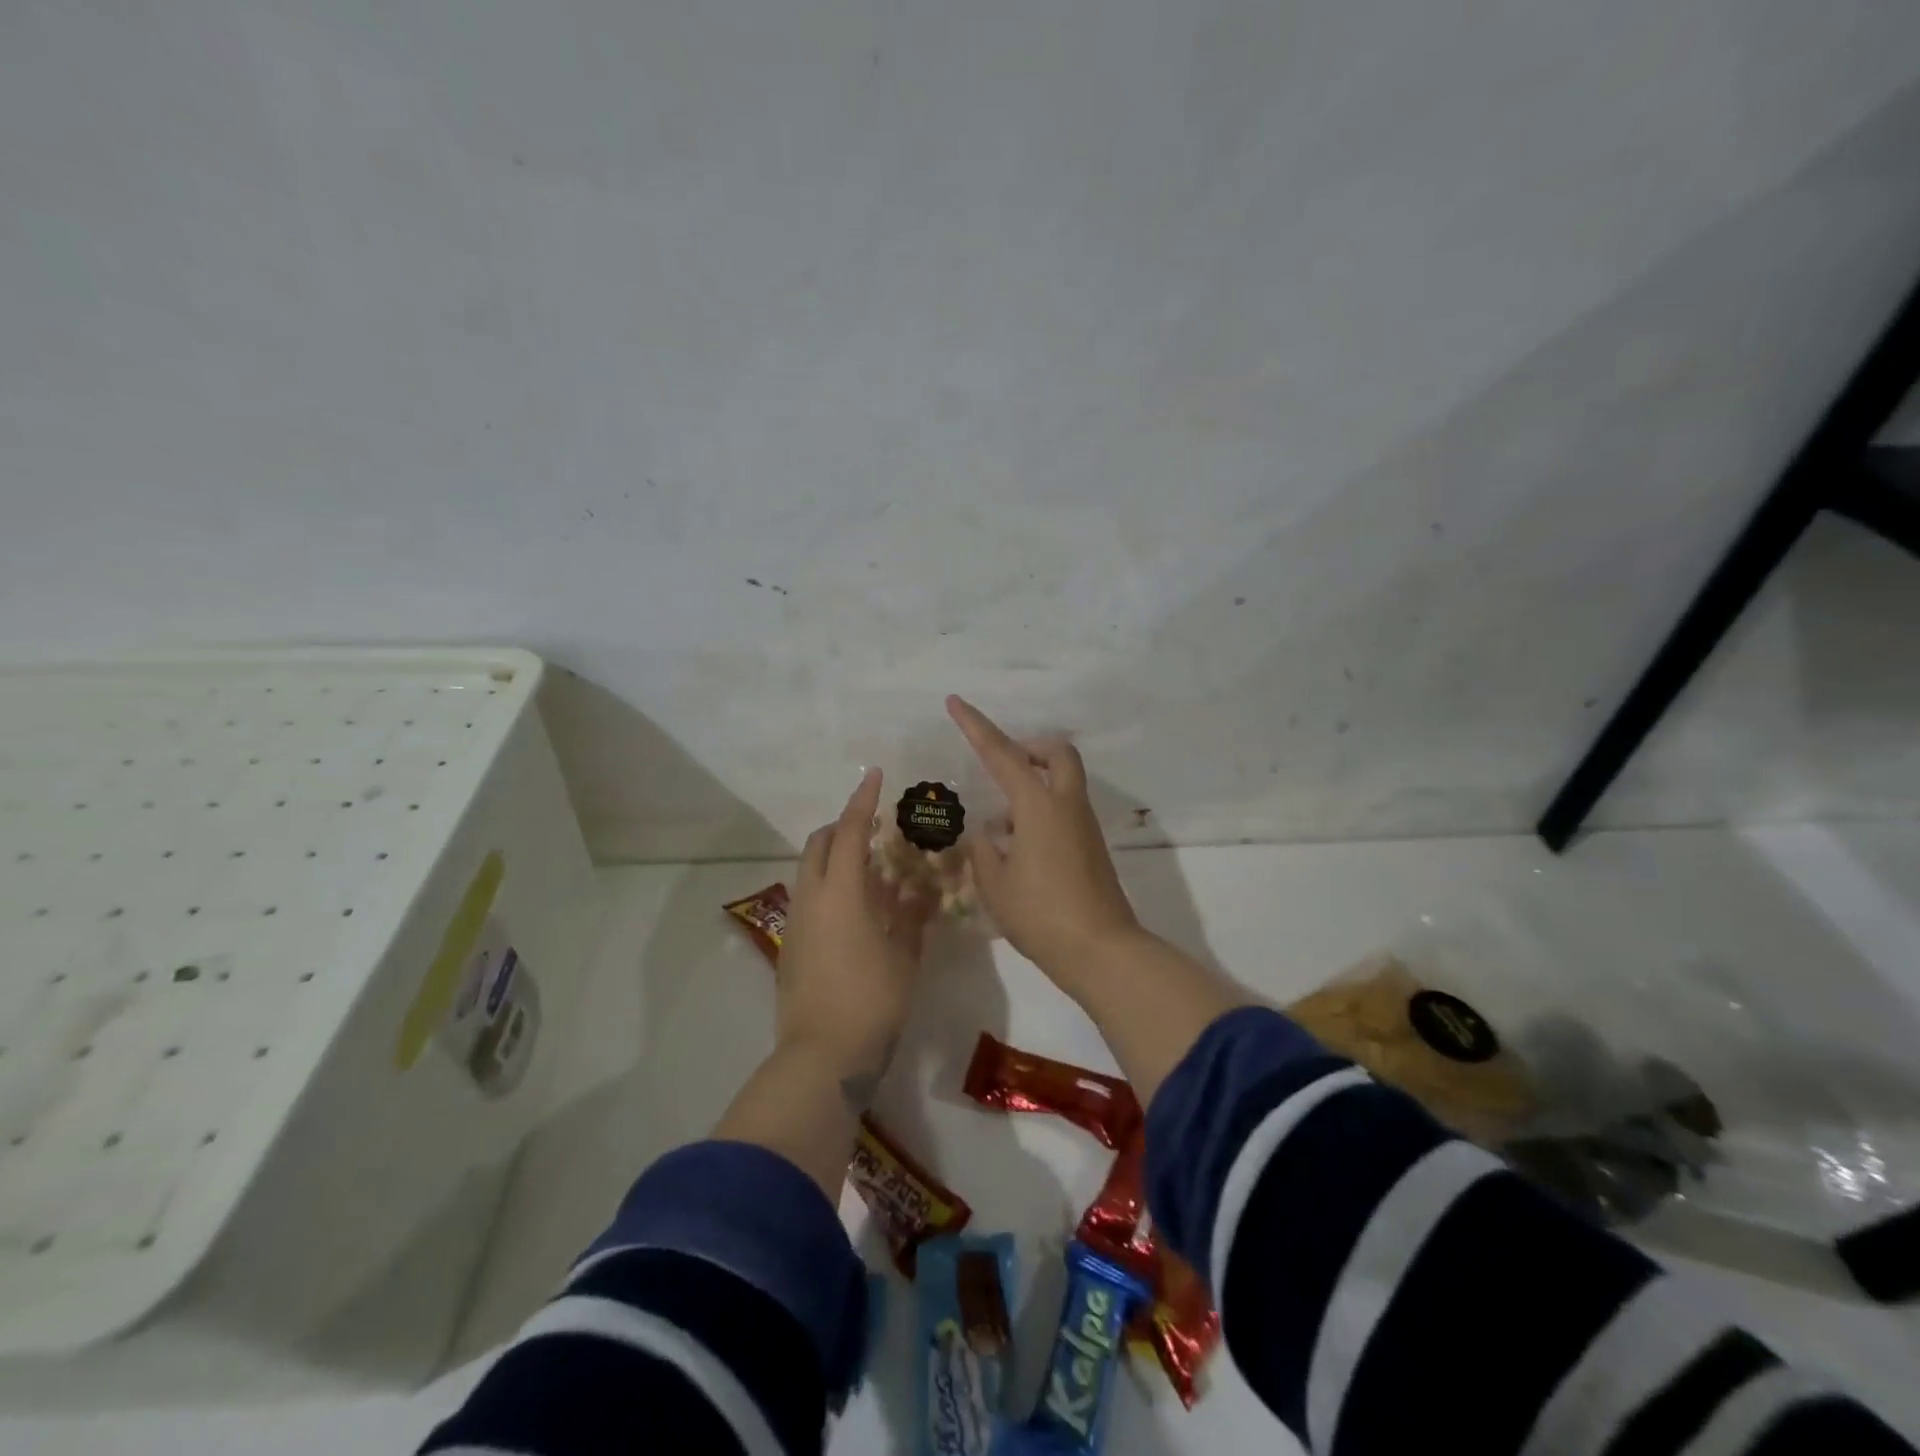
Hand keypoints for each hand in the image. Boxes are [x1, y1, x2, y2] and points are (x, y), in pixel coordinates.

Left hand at [779, 768, 929, 1109]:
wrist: (822, 1056)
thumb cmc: (873, 1000)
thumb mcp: (905, 955)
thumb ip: (912, 915)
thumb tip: (919, 888)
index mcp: (841, 892)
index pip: (849, 831)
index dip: (862, 801)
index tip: (874, 776)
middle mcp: (811, 898)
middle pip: (819, 845)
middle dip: (842, 827)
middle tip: (874, 829)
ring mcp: (796, 923)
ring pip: (811, 872)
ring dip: (836, 859)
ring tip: (873, 871)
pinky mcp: (791, 947)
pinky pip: (810, 899)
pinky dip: (831, 888)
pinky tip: (860, 911)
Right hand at [947, 695, 1140, 990]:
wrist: (1101, 950)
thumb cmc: (1041, 914)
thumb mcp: (995, 884)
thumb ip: (984, 851)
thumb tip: (988, 836)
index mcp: (1038, 806)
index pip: (1001, 754)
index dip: (976, 726)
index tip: (956, 702)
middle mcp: (1066, 805)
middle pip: (1056, 752)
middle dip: (1029, 747)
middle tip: (1001, 765)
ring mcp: (1084, 825)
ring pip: (1062, 781)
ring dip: (1032, 784)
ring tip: (998, 824)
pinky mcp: (1091, 847)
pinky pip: (1065, 809)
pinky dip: (1041, 811)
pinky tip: (1017, 848)